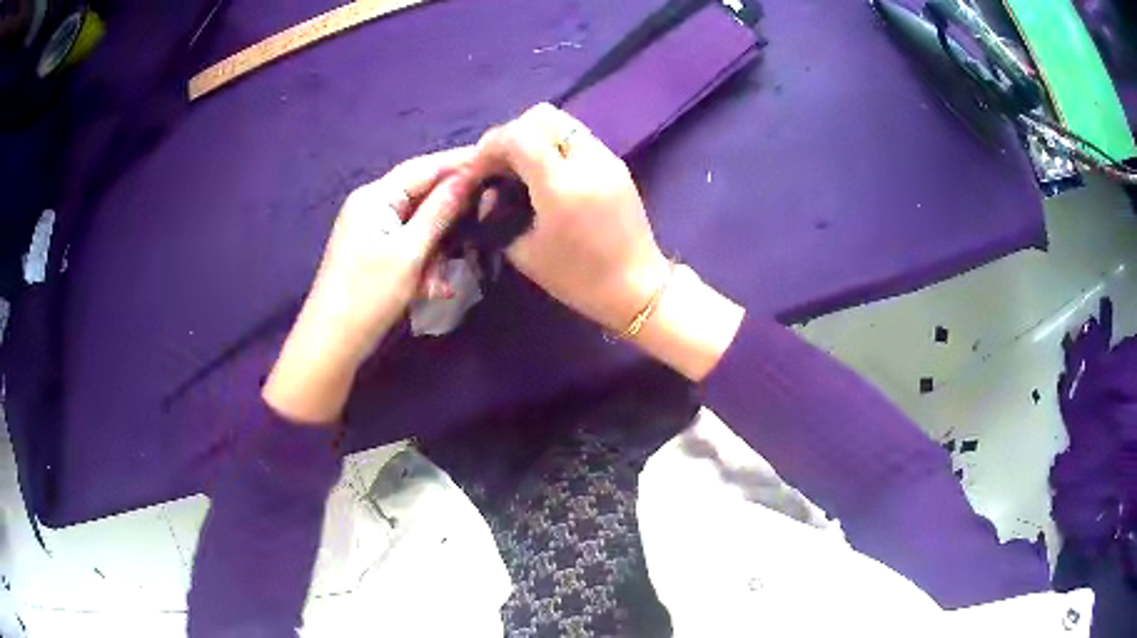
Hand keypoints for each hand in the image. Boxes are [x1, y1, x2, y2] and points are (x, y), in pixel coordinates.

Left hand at [264, 148, 477, 423]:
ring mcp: (371, 229)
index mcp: (376, 196)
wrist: (332, 343)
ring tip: (455, 271)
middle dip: (453, 210)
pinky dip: (425, 259)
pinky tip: (437, 285)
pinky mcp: (373, 251)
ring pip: (419, 223)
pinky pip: (408, 243)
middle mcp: (372, 205)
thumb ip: (440, 211)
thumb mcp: (410, 252)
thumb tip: (469, 176)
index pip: (425, 167)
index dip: (461, 162)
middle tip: (489, 214)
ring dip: (441, 243)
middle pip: (422, 193)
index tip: (497, 160)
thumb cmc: (368, 295)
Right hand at [474, 103, 671, 331]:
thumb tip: (489, 191)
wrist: (638, 287)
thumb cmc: (578, 278)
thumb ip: (499, 213)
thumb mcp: (524, 252)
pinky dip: (554, 144)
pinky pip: (578, 137)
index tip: (478, 169)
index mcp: (560, 184)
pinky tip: (547, 172)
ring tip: (522, 167)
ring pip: (562, 121)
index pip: (517, 135)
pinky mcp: (616, 163)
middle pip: (541, 115)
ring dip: (534, 136)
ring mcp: (606, 158)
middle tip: (500, 163)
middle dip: (512, 133)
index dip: (489, 145)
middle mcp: (586, 160)